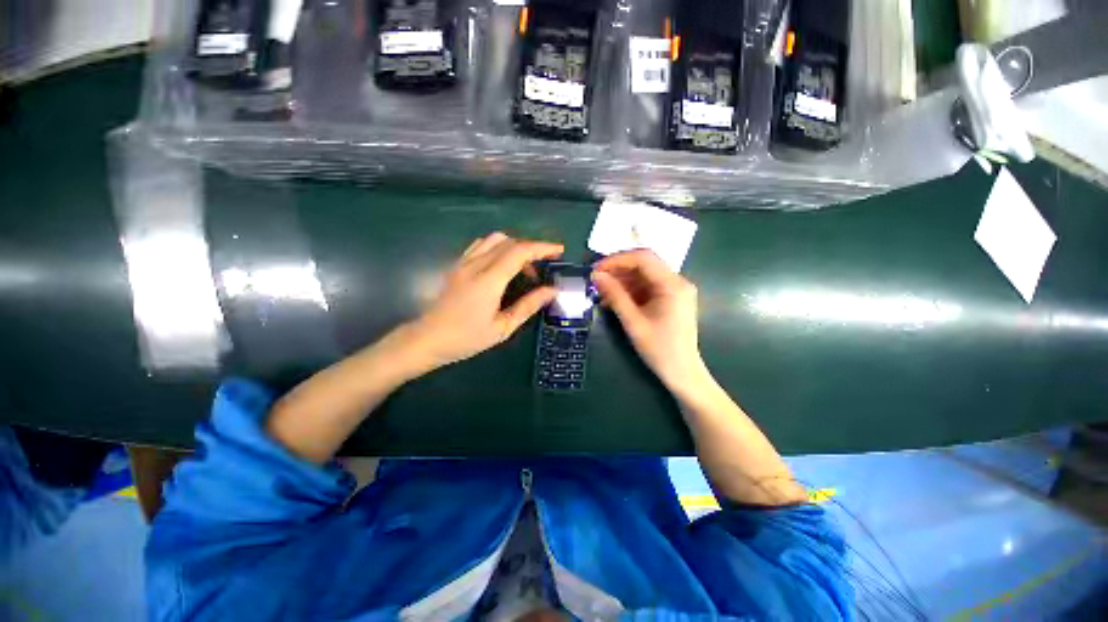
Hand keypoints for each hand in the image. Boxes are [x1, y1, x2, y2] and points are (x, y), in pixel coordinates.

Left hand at [403, 232, 562, 372]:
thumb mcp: (503, 327)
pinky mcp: (457, 265)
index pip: (520, 251)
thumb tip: (552, 291)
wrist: (428, 339)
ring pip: (494, 239)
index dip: (542, 247)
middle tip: (543, 266)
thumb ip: (528, 306)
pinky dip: (498, 247)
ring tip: (523, 267)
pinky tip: (502, 264)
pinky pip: (481, 245)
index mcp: (489, 280)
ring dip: (514, 246)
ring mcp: (464, 262)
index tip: (559, 250)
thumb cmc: (467, 338)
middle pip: (509, 242)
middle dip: (532, 248)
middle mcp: (476, 265)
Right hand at [592, 250, 706, 393]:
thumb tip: (597, 276)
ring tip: (601, 293)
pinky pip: (647, 288)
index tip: (596, 269)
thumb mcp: (633, 322)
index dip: (617, 260)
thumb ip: (615, 295)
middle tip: (596, 281)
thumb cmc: (659, 349)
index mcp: (673, 285)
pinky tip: (613, 301)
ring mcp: (675, 290)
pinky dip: (630, 291)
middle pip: (644, 265)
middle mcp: (677, 282)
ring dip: (622, 282)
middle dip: (618, 271)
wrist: (682, 372)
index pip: (643, 258)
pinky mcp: (670, 299)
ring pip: (643, 276)